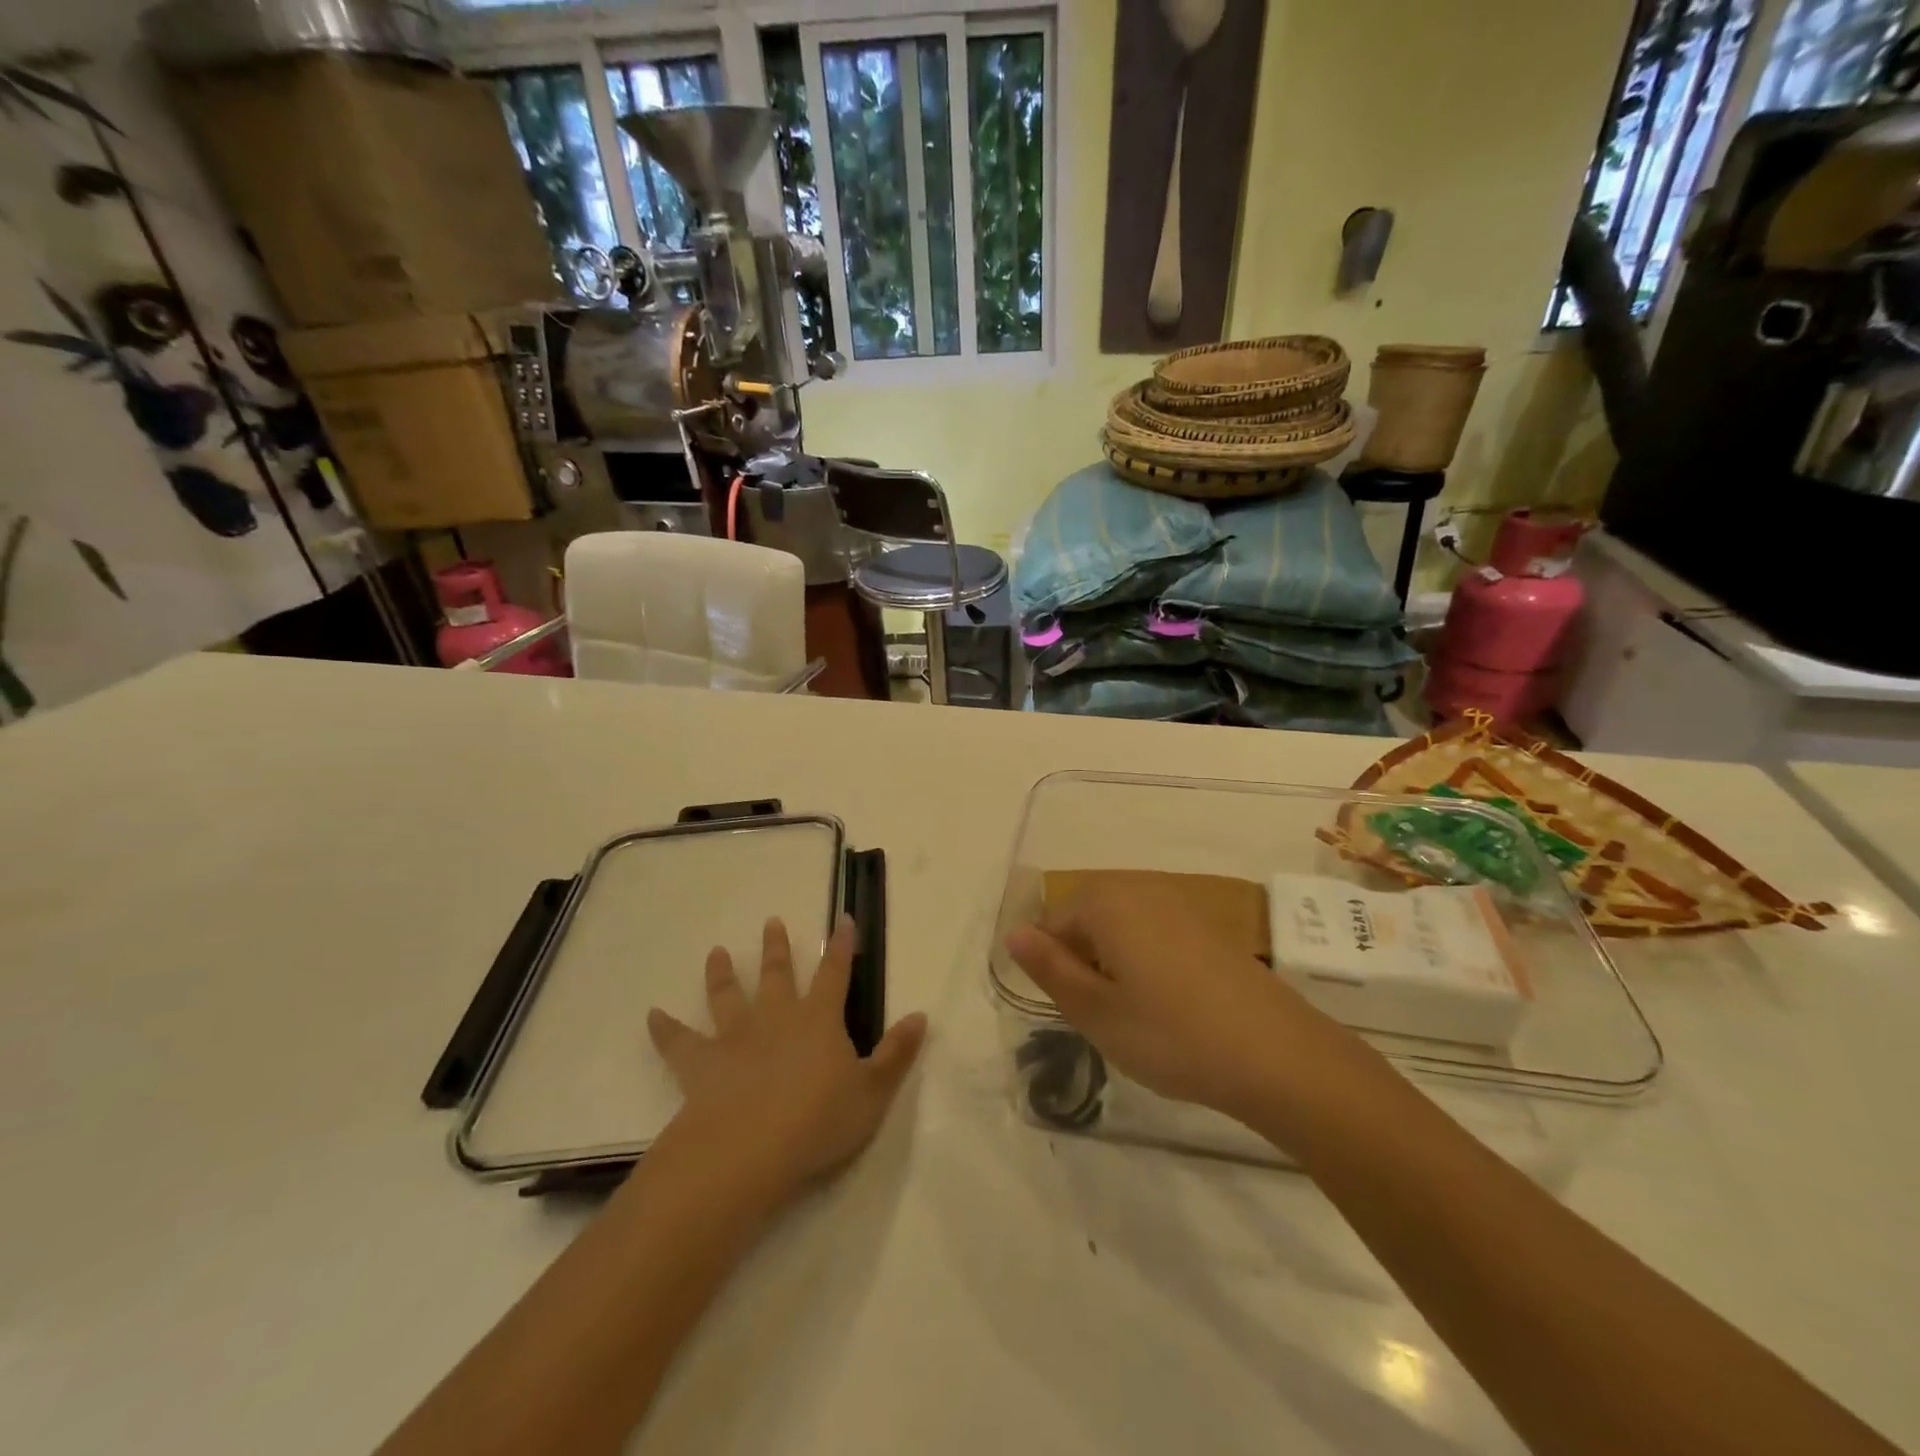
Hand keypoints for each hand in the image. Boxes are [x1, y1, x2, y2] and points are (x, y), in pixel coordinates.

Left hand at [648, 918, 926, 1201]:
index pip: (835, 973)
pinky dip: (665, 1029)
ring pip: (728, 997)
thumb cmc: (818, 1122)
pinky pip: (679, 1043)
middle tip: (771, 921)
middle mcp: (776, 1018)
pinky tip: (651, 1015)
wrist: (748, 1151)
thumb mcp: (872, 1093)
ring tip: (716, 952)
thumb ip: (896, 1054)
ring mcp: (735, 1039)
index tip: (842, 919)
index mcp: (819, 1020)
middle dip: (777, 947)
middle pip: (778, 974)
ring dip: (723, 974)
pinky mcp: (701, 1066)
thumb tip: (920, 1016)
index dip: (841, 946)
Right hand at [1005, 874, 1322, 1122]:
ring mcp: (1180, 902)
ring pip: (1122, 927)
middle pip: (1087, 919)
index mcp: (1105, 901)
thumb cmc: (1171, 1034)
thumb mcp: (1095, 1011)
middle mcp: (1140, 887)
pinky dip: (1149, 962)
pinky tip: (1170, 1004)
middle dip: (1085, 962)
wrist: (1277, 1054)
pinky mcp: (1209, 924)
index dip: (1054, 969)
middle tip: (1105, 1015)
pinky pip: (1156, 933)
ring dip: (1116, 964)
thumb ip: (1049, 968)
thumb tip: (1013, 933)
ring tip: (1137, 1014)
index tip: (1078, 1011)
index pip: (1051, 924)